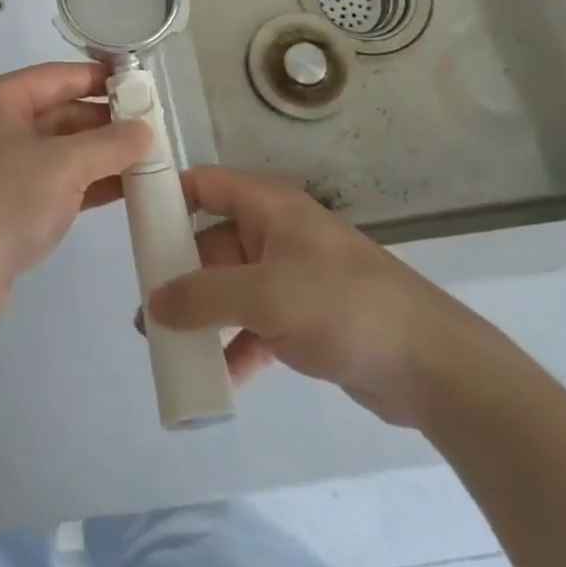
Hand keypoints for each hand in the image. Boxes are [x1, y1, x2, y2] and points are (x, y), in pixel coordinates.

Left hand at [0, 62, 150, 327]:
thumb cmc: (2, 202)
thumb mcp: (63, 165)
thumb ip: (109, 144)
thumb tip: (146, 129)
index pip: (59, 76)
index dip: (101, 78)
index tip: (143, 86)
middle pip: (60, 112)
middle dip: (106, 123)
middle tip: (155, 130)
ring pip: (59, 151)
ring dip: (100, 156)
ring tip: (149, 160)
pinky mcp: (5, 205)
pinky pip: (53, 182)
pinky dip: (86, 184)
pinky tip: (124, 190)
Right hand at [146, 168, 508, 426]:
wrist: (433, 366)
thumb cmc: (344, 305)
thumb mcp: (266, 294)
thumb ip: (205, 296)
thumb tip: (153, 303)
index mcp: (268, 206)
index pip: (204, 185)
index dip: (167, 196)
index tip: (131, 224)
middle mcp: (275, 233)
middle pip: (211, 242)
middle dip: (179, 274)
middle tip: (147, 308)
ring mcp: (291, 277)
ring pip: (230, 288)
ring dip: (202, 316)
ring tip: (168, 347)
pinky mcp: (305, 319)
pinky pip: (255, 325)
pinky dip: (235, 347)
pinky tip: (218, 380)